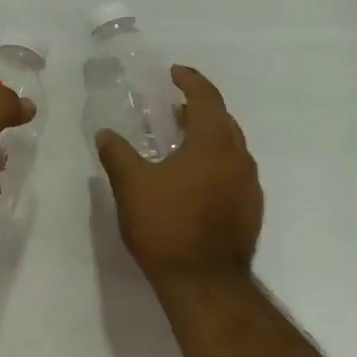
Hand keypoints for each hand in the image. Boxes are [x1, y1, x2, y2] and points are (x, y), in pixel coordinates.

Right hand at [96, 66, 262, 282]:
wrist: (205, 282)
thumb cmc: (167, 227)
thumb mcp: (132, 187)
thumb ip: (118, 155)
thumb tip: (105, 133)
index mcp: (213, 143)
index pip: (206, 98)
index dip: (190, 81)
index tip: (174, 73)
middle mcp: (239, 157)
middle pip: (222, 121)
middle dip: (199, 110)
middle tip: (174, 109)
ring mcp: (249, 185)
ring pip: (230, 148)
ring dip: (207, 138)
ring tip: (180, 144)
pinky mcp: (251, 209)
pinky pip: (232, 172)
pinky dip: (214, 164)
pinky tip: (194, 181)